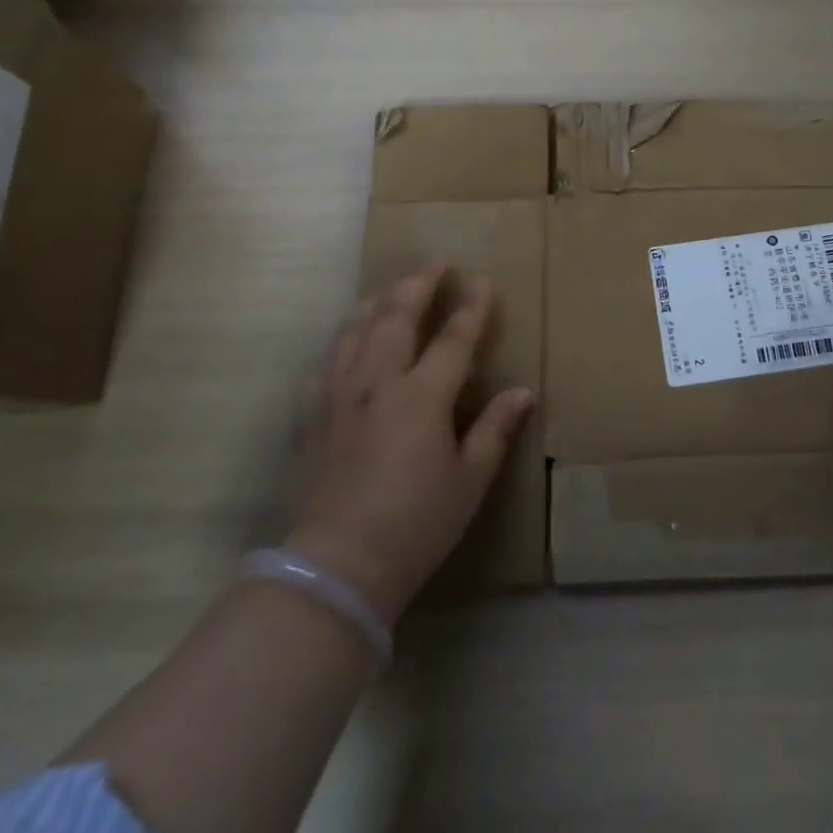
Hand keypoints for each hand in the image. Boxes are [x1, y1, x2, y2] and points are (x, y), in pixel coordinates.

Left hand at [289, 264, 534, 623]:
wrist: (336, 567)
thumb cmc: (415, 524)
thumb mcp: (469, 480)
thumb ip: (494, 429)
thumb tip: (522, 392)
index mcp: (422, 395)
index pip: (454, 337)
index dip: (472, 306)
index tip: (483, 280)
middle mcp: (377, 382)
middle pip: (396, 316)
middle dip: (418, 285)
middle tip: (435, 265)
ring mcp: (337, 396)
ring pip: (354, 331)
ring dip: (376, 304)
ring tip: (389, 291)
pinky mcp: (310, 417)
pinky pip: (324, 363)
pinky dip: (340, 341)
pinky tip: (345, 342)